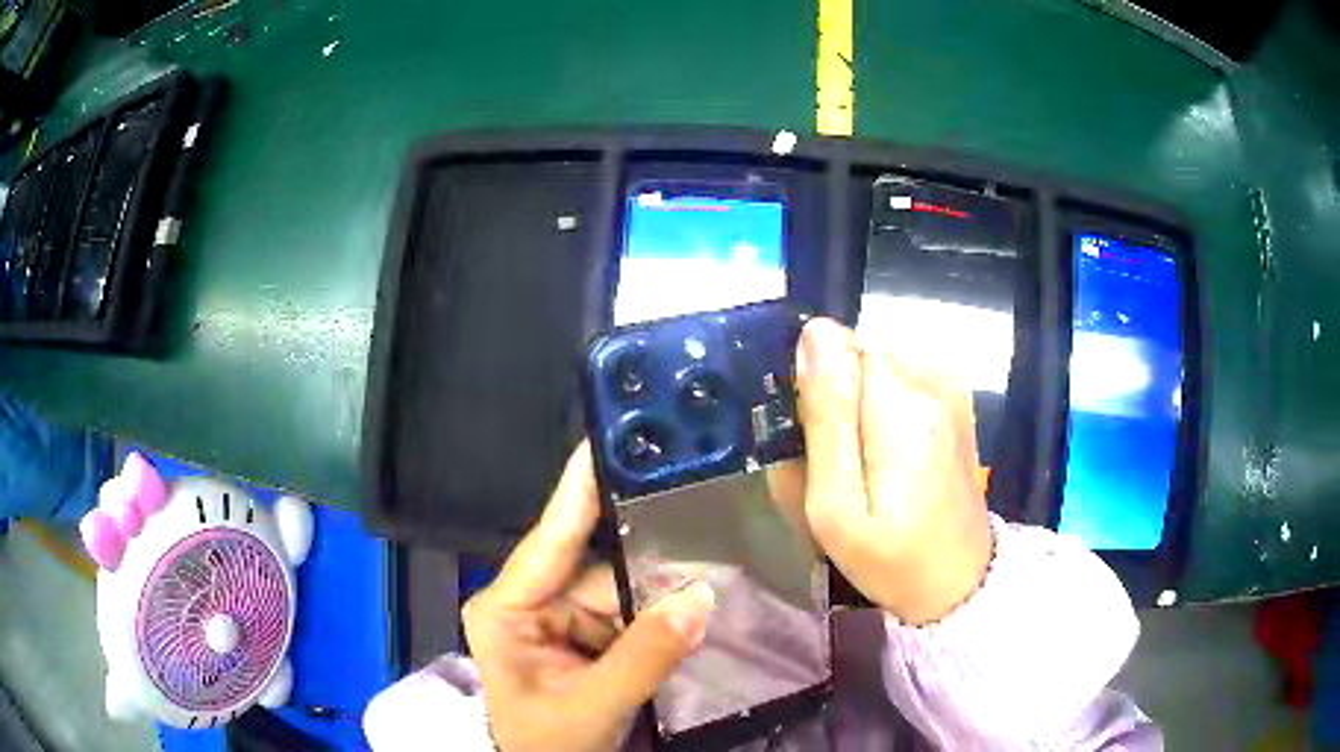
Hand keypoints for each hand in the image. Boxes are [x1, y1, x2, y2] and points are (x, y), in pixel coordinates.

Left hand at [462, 442, 716, 751]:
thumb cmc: (547, 746)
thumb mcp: (591, 707)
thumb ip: (645, 656)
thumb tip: (701, 596)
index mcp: (506, 607)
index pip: (550, 538)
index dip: (580, 488)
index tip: (605, 438)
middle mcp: (531, 600)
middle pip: (597, 563)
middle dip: (649, 548)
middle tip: (701, 503)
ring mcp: (561, 618)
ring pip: (622, 586)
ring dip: (663, 583)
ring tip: (715, 553)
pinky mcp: (587, 636)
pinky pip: (631, 611)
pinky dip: (662, 610)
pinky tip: (700, 593)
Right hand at [792, 318, 992, 624]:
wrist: (959, 581)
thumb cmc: (890, 557)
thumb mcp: (836, 505)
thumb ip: (826, 417)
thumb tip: (814, 333)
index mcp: (903, 402)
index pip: (836, 347)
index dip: (818, 390)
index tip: (819, 443)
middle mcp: (933, 377)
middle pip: (858, 355)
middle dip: (838, 398)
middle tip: (838, 465)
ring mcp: (951, 385)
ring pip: (877, 367)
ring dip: (860, 405)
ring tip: (867, 465)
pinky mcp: (957, 397)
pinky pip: (900, 380)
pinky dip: (885, 408)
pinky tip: (892, 455)